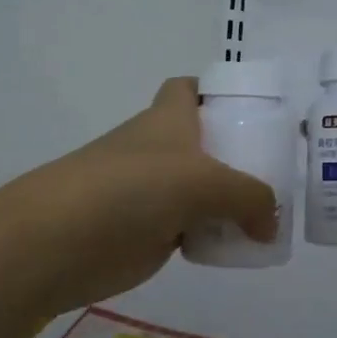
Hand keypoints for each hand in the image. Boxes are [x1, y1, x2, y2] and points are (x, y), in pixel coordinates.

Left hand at [0, 77, 278, 316]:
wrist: (56, 241)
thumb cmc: (131, 189)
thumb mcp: (203, 182)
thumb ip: (249, 198)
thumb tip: (270, 225)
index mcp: (168, 119)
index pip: (190, 88)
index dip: (218, 92)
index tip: (254, 111)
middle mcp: (159, 150)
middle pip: (205, 143)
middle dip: (240, 155)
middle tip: (280, 175)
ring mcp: (151, 192)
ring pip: (201, 190)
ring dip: (230, 202)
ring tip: (270, 217)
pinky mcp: (147, 232)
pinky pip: (191, 228)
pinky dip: (212, 235)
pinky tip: (236, 249)